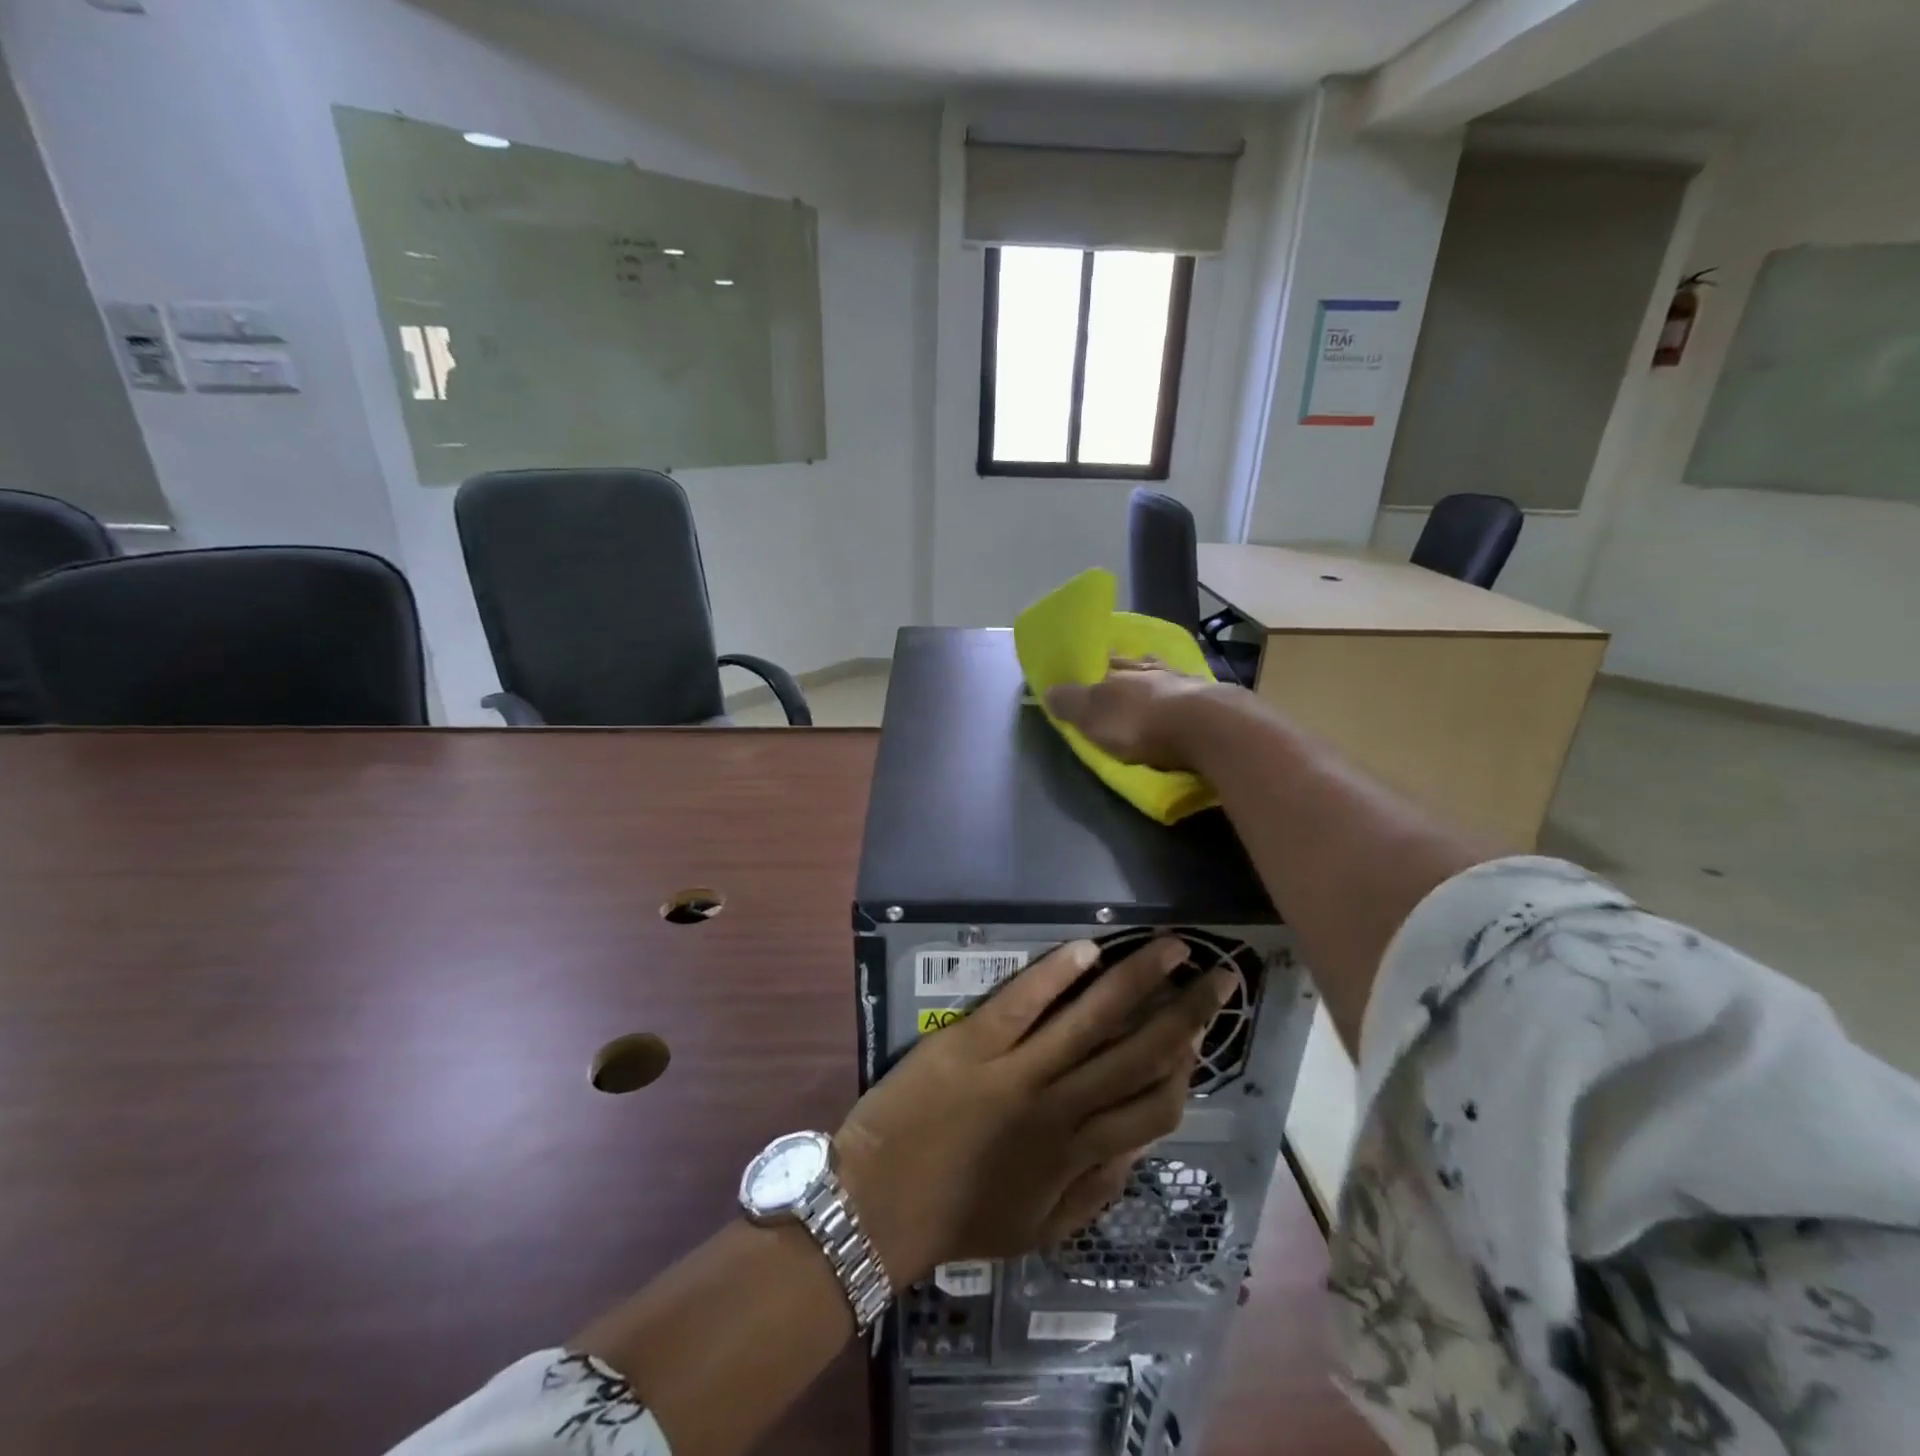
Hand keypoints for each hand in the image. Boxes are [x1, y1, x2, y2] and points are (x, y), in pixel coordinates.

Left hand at [834, 937, 1232, 1288]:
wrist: (877, 1205)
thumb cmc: (959, 1219)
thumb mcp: (1039, 1230)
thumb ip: (1094, 1193)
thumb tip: (1137, 1150)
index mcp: (1077, 1153)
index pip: (1154, 1107)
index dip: (1187, 1069)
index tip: (1203, 1036)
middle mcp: (1060, 1106)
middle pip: (1139, 1054)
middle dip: (1187, 1014)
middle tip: (1220, 977)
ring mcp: (1017, 1070)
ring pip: (1092, 1019)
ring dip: (1137, 979)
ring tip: (1171, 946)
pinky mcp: (972, 1042)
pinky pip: (1023, 1004)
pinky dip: (1055, 974)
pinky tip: (1086, 948)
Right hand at [1044, 657, 1227, 771]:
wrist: (1210, 730)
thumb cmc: (1142, 723)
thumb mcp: (1094, 717)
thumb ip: (1071, 703)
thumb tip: (1047, 689)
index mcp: (1123, 668)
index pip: (1104, 661)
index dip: (1096, 665)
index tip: (1091, 666)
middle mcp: (1155, 669)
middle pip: (1137, 666)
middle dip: (1129, 670)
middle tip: (1122, 676)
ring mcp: (1188, 683)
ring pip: (1167, 677)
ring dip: (1160, 682)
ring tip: (1155, 689)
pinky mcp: (1217, 702)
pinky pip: (1193, 696)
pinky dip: (1185, 700)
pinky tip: (1186, 703)